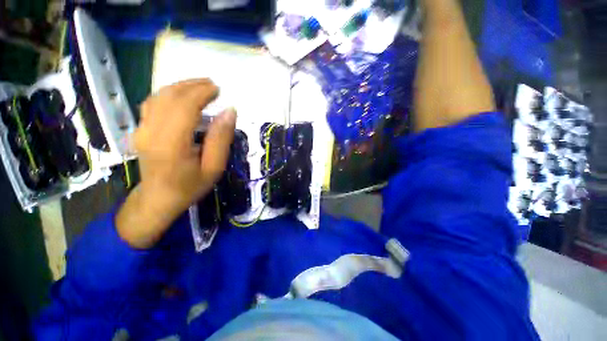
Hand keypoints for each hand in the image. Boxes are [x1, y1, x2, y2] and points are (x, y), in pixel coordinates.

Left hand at [116, 79, 236, 248]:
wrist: (158, 199)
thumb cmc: (190, 186)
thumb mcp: (214, 167)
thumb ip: (221, 139)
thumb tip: (230, 112)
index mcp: (171, 144)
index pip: (185, 107)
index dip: (202, 93)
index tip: (218, 90)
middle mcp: (151, 132)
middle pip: (170, 97)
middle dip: (193, 86)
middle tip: (213, 85)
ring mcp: (141, 129)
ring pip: (159, 96)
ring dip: (181, 86)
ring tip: (200, 86)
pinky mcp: (140, 129)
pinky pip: (153, 103)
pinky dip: (169, 94)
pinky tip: (182, 95)